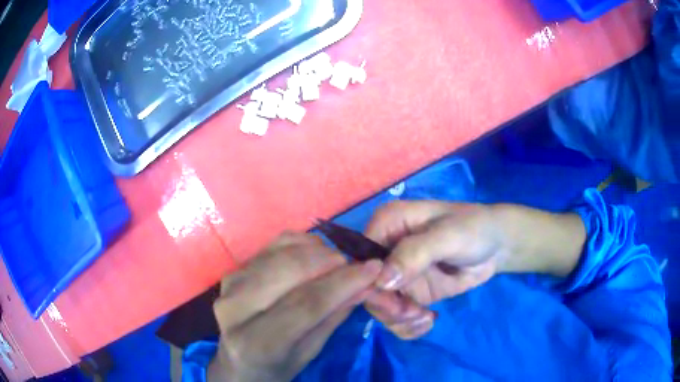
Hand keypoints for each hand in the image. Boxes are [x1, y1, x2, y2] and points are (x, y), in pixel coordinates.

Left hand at [209, 233, 382, 381]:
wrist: (238, 362)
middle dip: (329, 260)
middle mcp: (235, 308)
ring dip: (315, 249)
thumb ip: (333, 317)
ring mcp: (229, 285)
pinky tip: (313, 251)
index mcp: (256, 342)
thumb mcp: (308, 352)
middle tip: (352, 263)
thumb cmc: (276, 367)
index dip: (343, 283)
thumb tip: (366, 284)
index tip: (373, 268)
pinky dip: (297, 242)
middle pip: (289, 270)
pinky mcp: (232, 271)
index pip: (306, 304)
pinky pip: (269, 246)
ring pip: (279, 253)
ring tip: (335, 260)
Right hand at [363, 201, 504, 339]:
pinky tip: (428, 322)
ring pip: (381, 307)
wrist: (497, 246)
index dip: (370, 284)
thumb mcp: (447, 236)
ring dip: (399, 320)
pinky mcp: (412, 293)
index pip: (361, 259)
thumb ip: (415, 254)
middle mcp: (386, 251)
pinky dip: (409, 326)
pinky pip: (398, 316)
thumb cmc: (474, 229)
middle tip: (414, 314)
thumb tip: (382, 280)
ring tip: (425, 318)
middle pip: (368, 288)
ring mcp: (398, 275)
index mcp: (387, 225)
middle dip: (389, 308)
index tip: (394, 303)